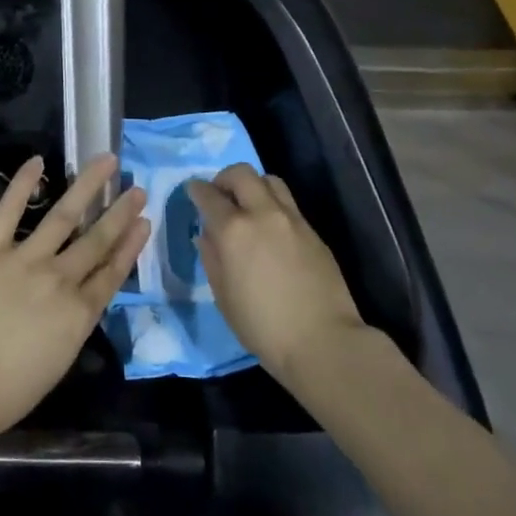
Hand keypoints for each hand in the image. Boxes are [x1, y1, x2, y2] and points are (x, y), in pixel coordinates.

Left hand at [0, 155, 148, 445]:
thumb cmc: (5, 393)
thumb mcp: (56, 363)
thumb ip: (71, 326)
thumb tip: (77, 301)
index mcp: (78, 314)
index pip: (112, 272)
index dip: (130, 245)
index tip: (144, 222)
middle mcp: (60, 279)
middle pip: (96, 239)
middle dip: (120, 212)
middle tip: (136, 188)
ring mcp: (25, 259)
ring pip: (64, 215)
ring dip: (88, 186)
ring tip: (107, 162)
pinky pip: (9, 210)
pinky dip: (23, 183)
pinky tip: (37, 160)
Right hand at [187, 164, 367, 379]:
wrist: (323, 341)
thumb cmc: (262, 326)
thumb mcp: (223, 296)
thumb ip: (212, 257)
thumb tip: (207, 235)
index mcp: (234, 230)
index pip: (208, 195)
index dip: (196, 190)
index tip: (192, 191)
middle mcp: (262, 214)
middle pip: (241, 173)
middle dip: (224, 178)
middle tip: (219, 195)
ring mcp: (292, 219)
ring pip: (269, 181)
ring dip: (253, 185)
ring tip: (247, 206)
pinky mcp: (312, 231)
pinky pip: (288, 203)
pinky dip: (272, 205)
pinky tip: (271, 229)